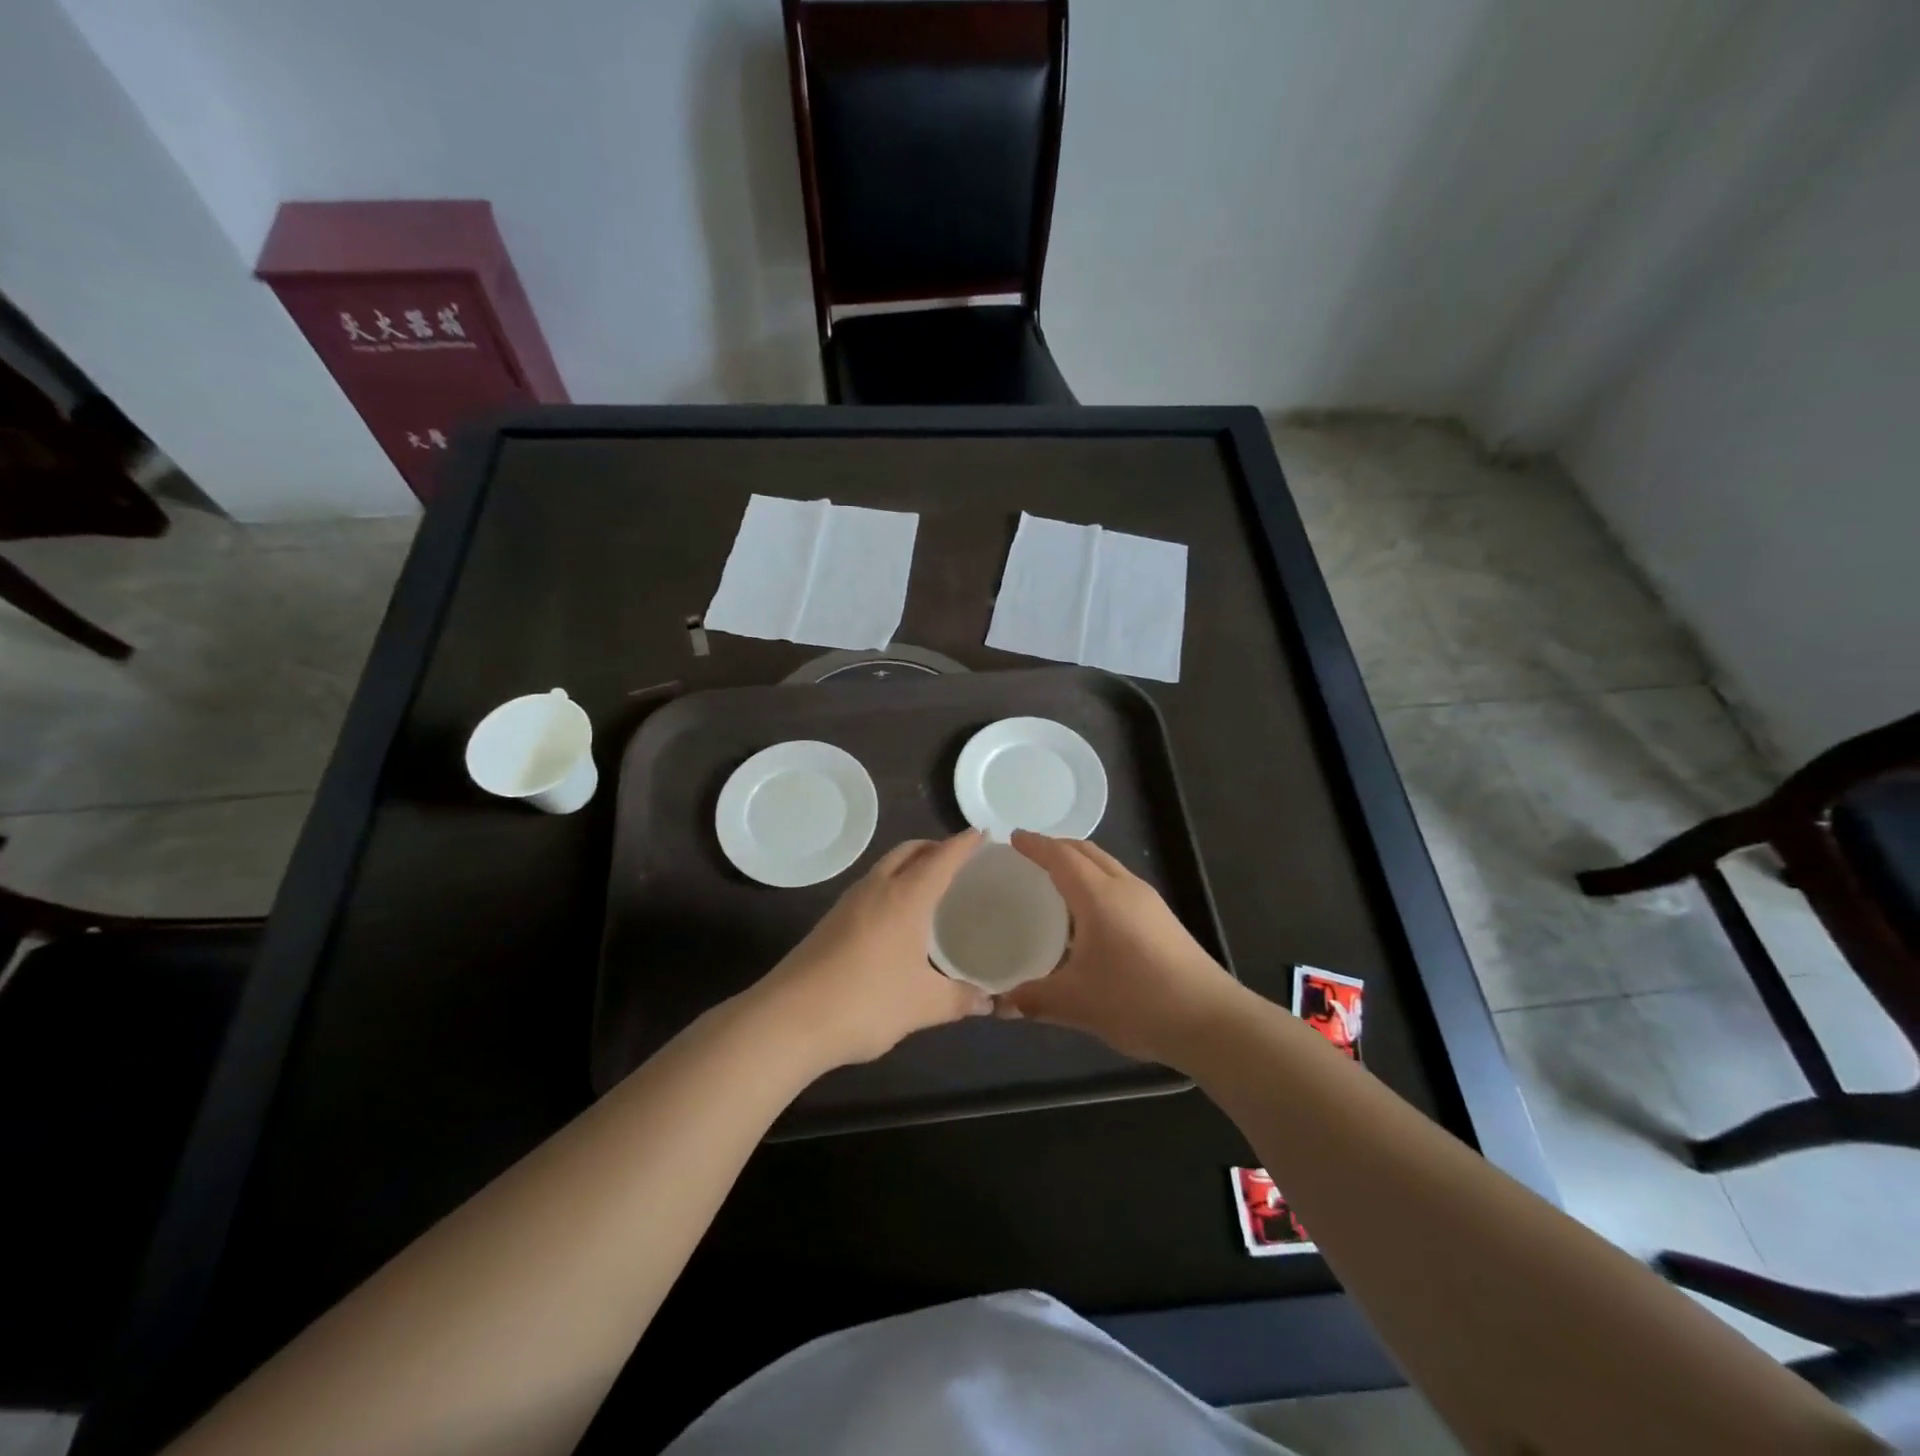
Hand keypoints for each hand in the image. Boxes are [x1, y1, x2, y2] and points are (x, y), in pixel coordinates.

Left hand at [754, 831, 991, 1067]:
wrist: (789, 1018)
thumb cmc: (866, 1002)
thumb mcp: (923, 1005)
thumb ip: (960, 999)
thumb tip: (989, 1002)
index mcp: (906, 897)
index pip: (941, 858)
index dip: (963, 844)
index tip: (981, 832)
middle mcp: (876, 889)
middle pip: (908, 851)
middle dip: (934, 847)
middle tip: (957, 858)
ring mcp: (848, 903)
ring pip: (884, 867)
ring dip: (909, 864)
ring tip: (929, 884)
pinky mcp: (830, 921)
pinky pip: (869, 888)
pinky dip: (890, 885)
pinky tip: (896, 916)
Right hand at [1001, 831, 1241, 1067]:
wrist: (1210, 1020)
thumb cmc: (1136, 1001)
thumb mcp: (1076, 1003)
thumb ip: (1033, 1000)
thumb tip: (1000, 1004)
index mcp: (1099, 897)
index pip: (1061, 857)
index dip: (1036, 846)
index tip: (1014, 838)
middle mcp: (1125, 888)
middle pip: (1087, 852)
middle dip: (1058, 847)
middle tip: (1030, 855)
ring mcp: (1149, 903)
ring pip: (1108, 867)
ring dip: (1080, 864)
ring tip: (1056, 882)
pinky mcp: (1164, 920)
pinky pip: (1121, 885)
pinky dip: (1097, 884)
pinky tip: (1089, 917)